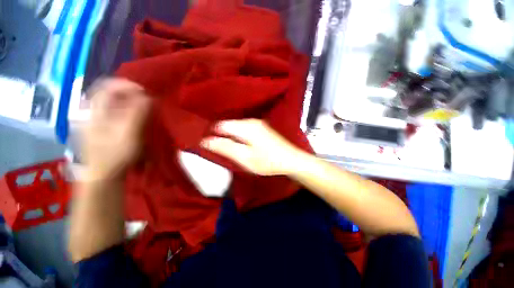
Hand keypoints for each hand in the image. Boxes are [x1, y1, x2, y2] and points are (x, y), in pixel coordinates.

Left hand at [82, 78, 150, 180]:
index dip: (125, 85)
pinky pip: (115, 114)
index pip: (107, 87)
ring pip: (113, 104)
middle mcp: (95, 113)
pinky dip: (127, 111)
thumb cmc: (115, 155)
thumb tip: (147, 96)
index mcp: (97, 112)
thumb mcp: (128, 133)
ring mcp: (98, 122)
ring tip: (143, 107)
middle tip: (146, 98)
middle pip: (109, 94)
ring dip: (129, 102)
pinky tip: (136, 118)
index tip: (144, 91)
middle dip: (129, 93)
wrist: (103, 176)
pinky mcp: (103, 130)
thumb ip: (137, 113)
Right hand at [200, 119, 303, 175]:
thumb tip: (205, 141)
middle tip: (222, 151)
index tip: (209, 146)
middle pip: (228, 125)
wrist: (290, 159)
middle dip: (222, 136)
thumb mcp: (245, 158)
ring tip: (231, 150)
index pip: (220, 125)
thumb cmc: (268, 161)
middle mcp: (251, 121)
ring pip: (236, 127)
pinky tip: (242, 146)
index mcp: (246, 127)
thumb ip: (225, 148)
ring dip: (230, 137)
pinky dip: (238, 137)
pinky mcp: (261, 128)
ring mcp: (257, 123)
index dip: (212, 134)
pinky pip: (243, 129)